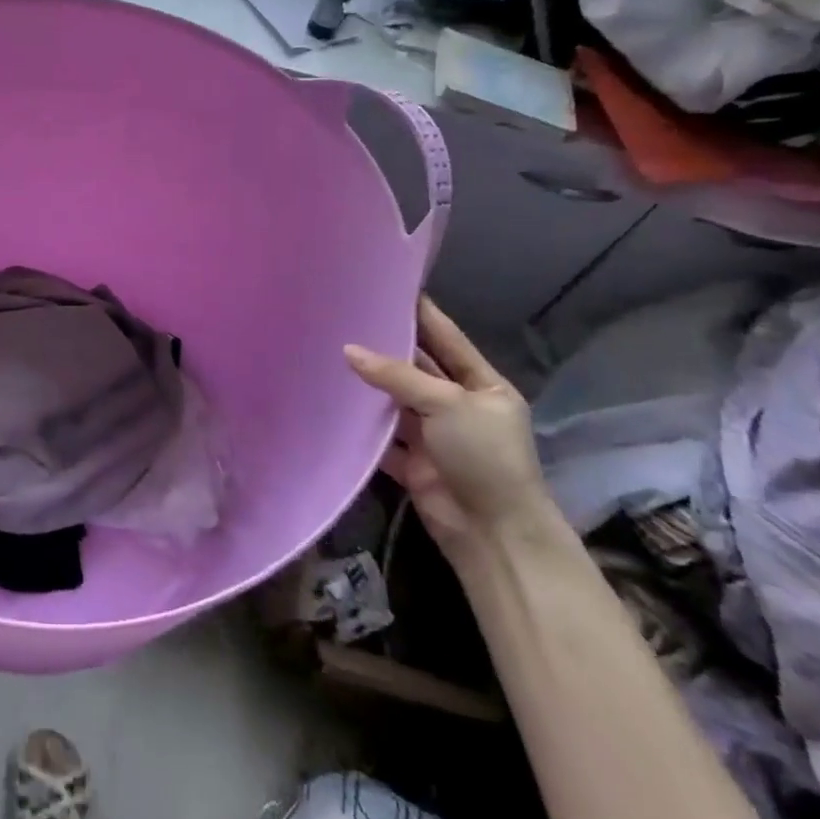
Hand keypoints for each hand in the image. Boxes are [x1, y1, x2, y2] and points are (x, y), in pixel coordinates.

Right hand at [345, 297, 558, 562]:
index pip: (445, 338)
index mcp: (481, 384)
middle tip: (344, 315)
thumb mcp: (447, 404)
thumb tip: (348, 349)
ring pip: (394, 399)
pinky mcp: (410, 460)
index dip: (419, 313)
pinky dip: (359, 422)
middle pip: (415, 367)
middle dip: (384, 346)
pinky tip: (329, 400)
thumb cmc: (484, 455)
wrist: (492, 533)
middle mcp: (457, 404)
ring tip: (327, 348)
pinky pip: (380, 434)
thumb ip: (396, 375)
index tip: (387, 286)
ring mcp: (433, 433)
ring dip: (367, 383)